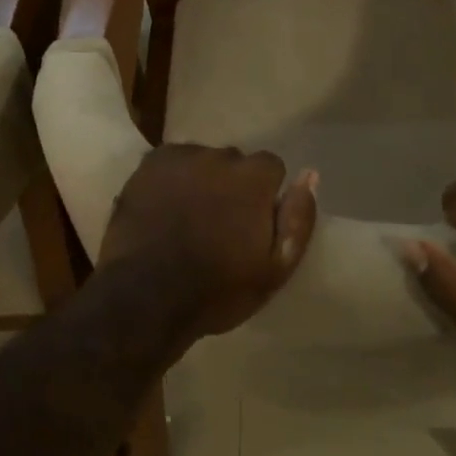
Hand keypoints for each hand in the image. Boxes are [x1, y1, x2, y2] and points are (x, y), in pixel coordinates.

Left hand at [100, 144, 318, 344]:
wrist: (145, 298)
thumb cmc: (217, 290)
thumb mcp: (274, 268)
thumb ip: (298, 219)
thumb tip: (310, 175)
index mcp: (253, 178)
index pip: (271, 167)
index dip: (263, 196)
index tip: (251, 224)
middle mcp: (219, 156)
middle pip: (234, 163)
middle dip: (231, 186)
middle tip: (217, 224)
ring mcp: (181, 157)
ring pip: (201, 161)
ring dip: (200, 180)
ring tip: (187, 217)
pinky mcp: (149, 164)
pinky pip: (171, 163)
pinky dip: (171, 179)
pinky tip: (164, 207)